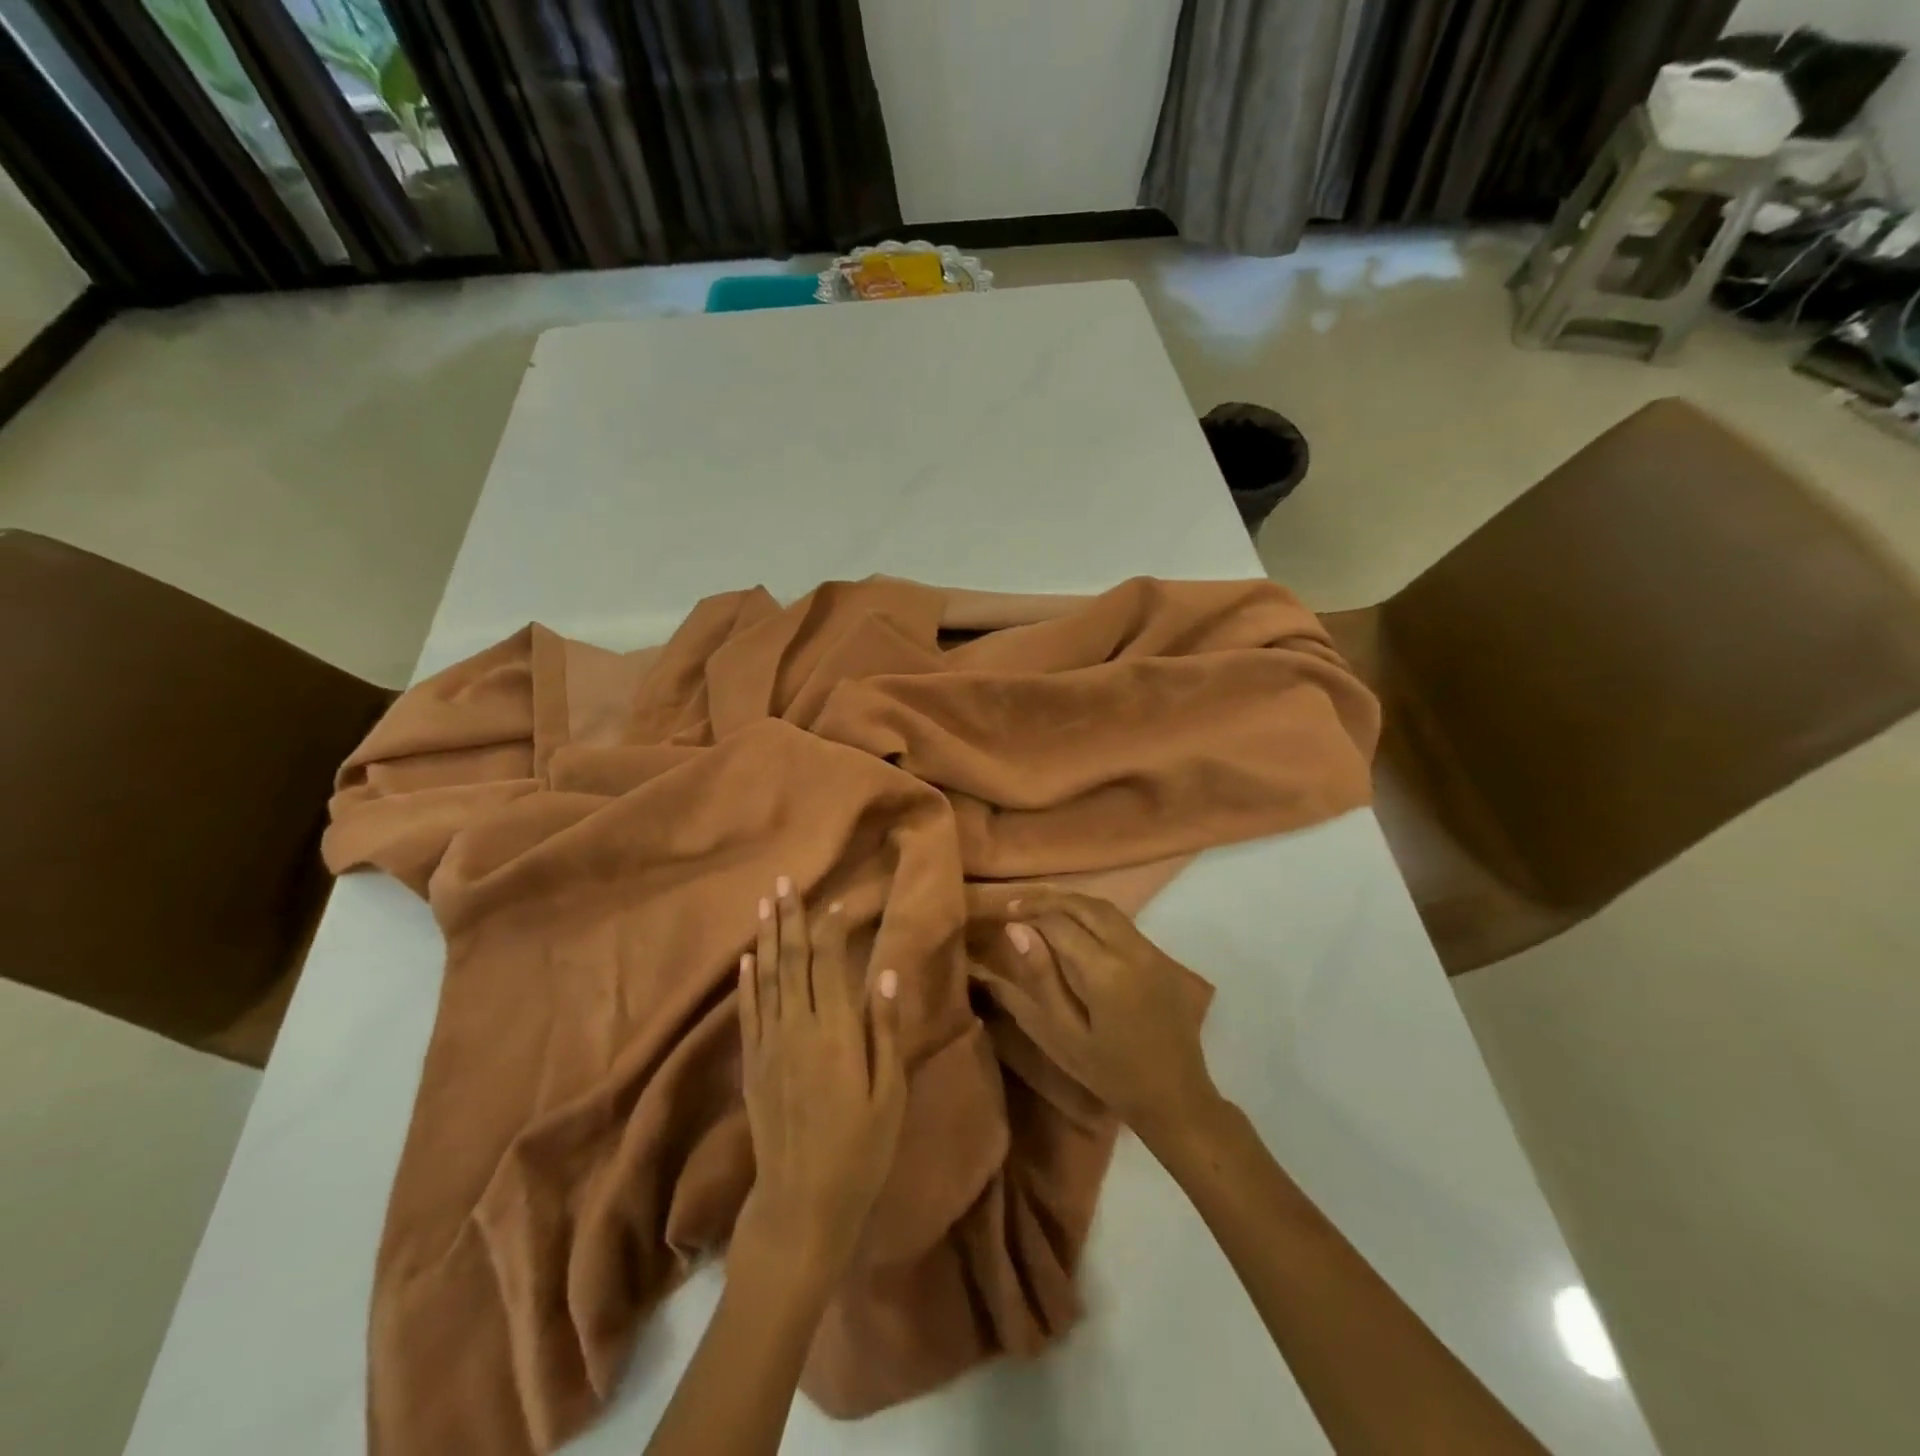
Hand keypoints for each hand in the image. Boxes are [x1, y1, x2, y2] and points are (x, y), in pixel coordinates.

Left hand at [735, 878, 905, 1279]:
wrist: (801, 1204)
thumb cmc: (860, 1151)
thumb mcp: (889, 1094)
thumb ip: (884, 1031)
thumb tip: (885, 974)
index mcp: (835, 1032)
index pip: (829, 962)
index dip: (832, 927)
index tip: (839, 900)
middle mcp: (797, 1028)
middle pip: (793, 960)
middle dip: (791, 918)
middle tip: (785, 881)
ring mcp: (769, 1045)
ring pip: (767, 978)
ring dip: (768, 937)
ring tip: (766, 903)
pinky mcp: (753, 1065)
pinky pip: (748, 1011)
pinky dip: (747, 980)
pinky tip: (747, 958)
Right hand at [969, 887, 1217, 1139]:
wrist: (1176, 1098)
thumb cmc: (1112, 1075)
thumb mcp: (1064, 1035)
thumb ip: (1040, 978)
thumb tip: (1016, 931)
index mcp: (1105, 971)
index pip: (1059, 923)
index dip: (1029, 913)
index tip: (1005, 914)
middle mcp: (1131, 949)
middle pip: (1085, 905)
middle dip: (1049, 899)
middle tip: (1019, 904)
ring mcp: (1151, 950)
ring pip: (1106, 908)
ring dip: (1072, 902)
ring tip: (1042, 908)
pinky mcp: (1162, 957)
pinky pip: (1122, 922)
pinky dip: (1093, 914)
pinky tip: (1075, 924)